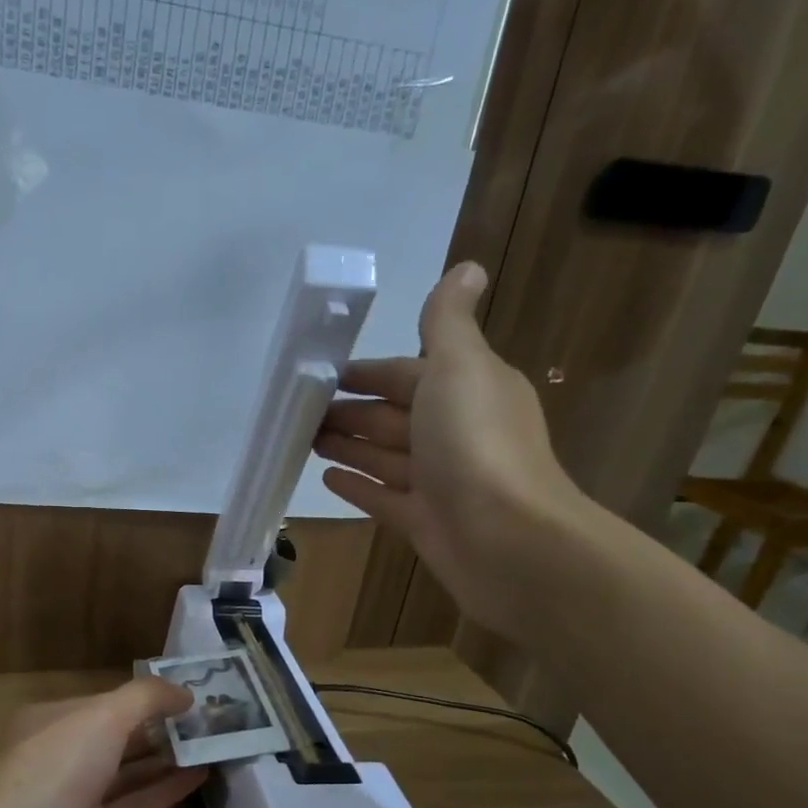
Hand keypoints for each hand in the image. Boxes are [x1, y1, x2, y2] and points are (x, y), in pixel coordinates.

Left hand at [0, 678, 208, 807]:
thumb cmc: (57, 766)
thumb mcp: (103, 716)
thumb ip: (147, 698)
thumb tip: (185, 692)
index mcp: (47, 720)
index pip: (102, 702)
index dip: (143, 698)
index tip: (186, 695)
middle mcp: (58, 755)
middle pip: (115, 737)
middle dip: (157, 728)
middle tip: (206, 721)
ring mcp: (73, 797)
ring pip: (125, 773)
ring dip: (165, 759)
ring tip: (210, 745)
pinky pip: (133, 806)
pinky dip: (164, 792)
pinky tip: (199, 778)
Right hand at [313, 261, 590, 639]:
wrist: (506, 540)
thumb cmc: (476, 445)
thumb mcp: (460, 367)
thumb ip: (448, 323)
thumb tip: (467, 267)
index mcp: (469, 390)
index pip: (412, 373)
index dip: (370, 372)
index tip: (325, 374)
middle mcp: (457, 433)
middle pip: (395, 416)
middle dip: (352, 411)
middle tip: (302, 411)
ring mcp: (440, 481)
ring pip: (386, 456)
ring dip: (350, 445)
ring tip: (306, 440)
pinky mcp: (424, 522)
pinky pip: (383, 498)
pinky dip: (357, 485)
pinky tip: (327, 478)